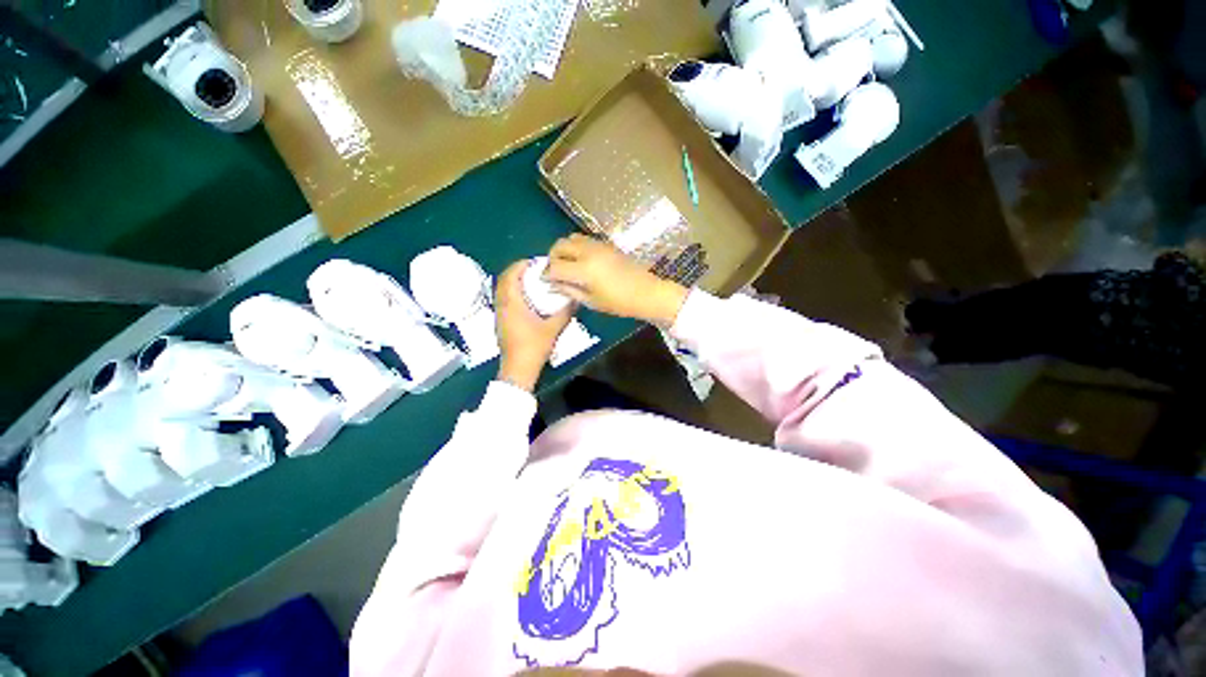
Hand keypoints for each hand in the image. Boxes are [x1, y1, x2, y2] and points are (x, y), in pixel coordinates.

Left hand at [494, 260, 575, 391]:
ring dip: (513, 282)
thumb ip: (565, 312)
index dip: (520, 265)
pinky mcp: (500, 322)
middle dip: (516, 271)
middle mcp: (502, 305)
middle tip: (533, 269)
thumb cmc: (534, 346)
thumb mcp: (554, 328)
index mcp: (512, 303)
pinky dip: (512, 292)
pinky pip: (503, 299)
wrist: (518, 368)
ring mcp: (499, 314)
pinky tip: (526, 299)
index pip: (510, 275)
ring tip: (531, 281)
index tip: (535, 262)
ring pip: (502, 290)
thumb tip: (576, 298)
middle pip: (503, 280)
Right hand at [545, 234, 688, 325]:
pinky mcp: (605, 243)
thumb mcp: (591, 301)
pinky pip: (583, 239)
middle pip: (559, 246)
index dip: (546, 274)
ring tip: (566, 265)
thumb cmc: (619, 302)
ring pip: (570, 238)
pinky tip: (580, 261)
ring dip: (563, 250)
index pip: (555, 267)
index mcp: (584, 269)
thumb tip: (553, 284)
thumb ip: (569, 290)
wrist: (646, 292)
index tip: (545, 281)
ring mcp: (598, 245)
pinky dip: (575, 247)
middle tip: (554, 272)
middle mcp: (588, 251)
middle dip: (552, 258)